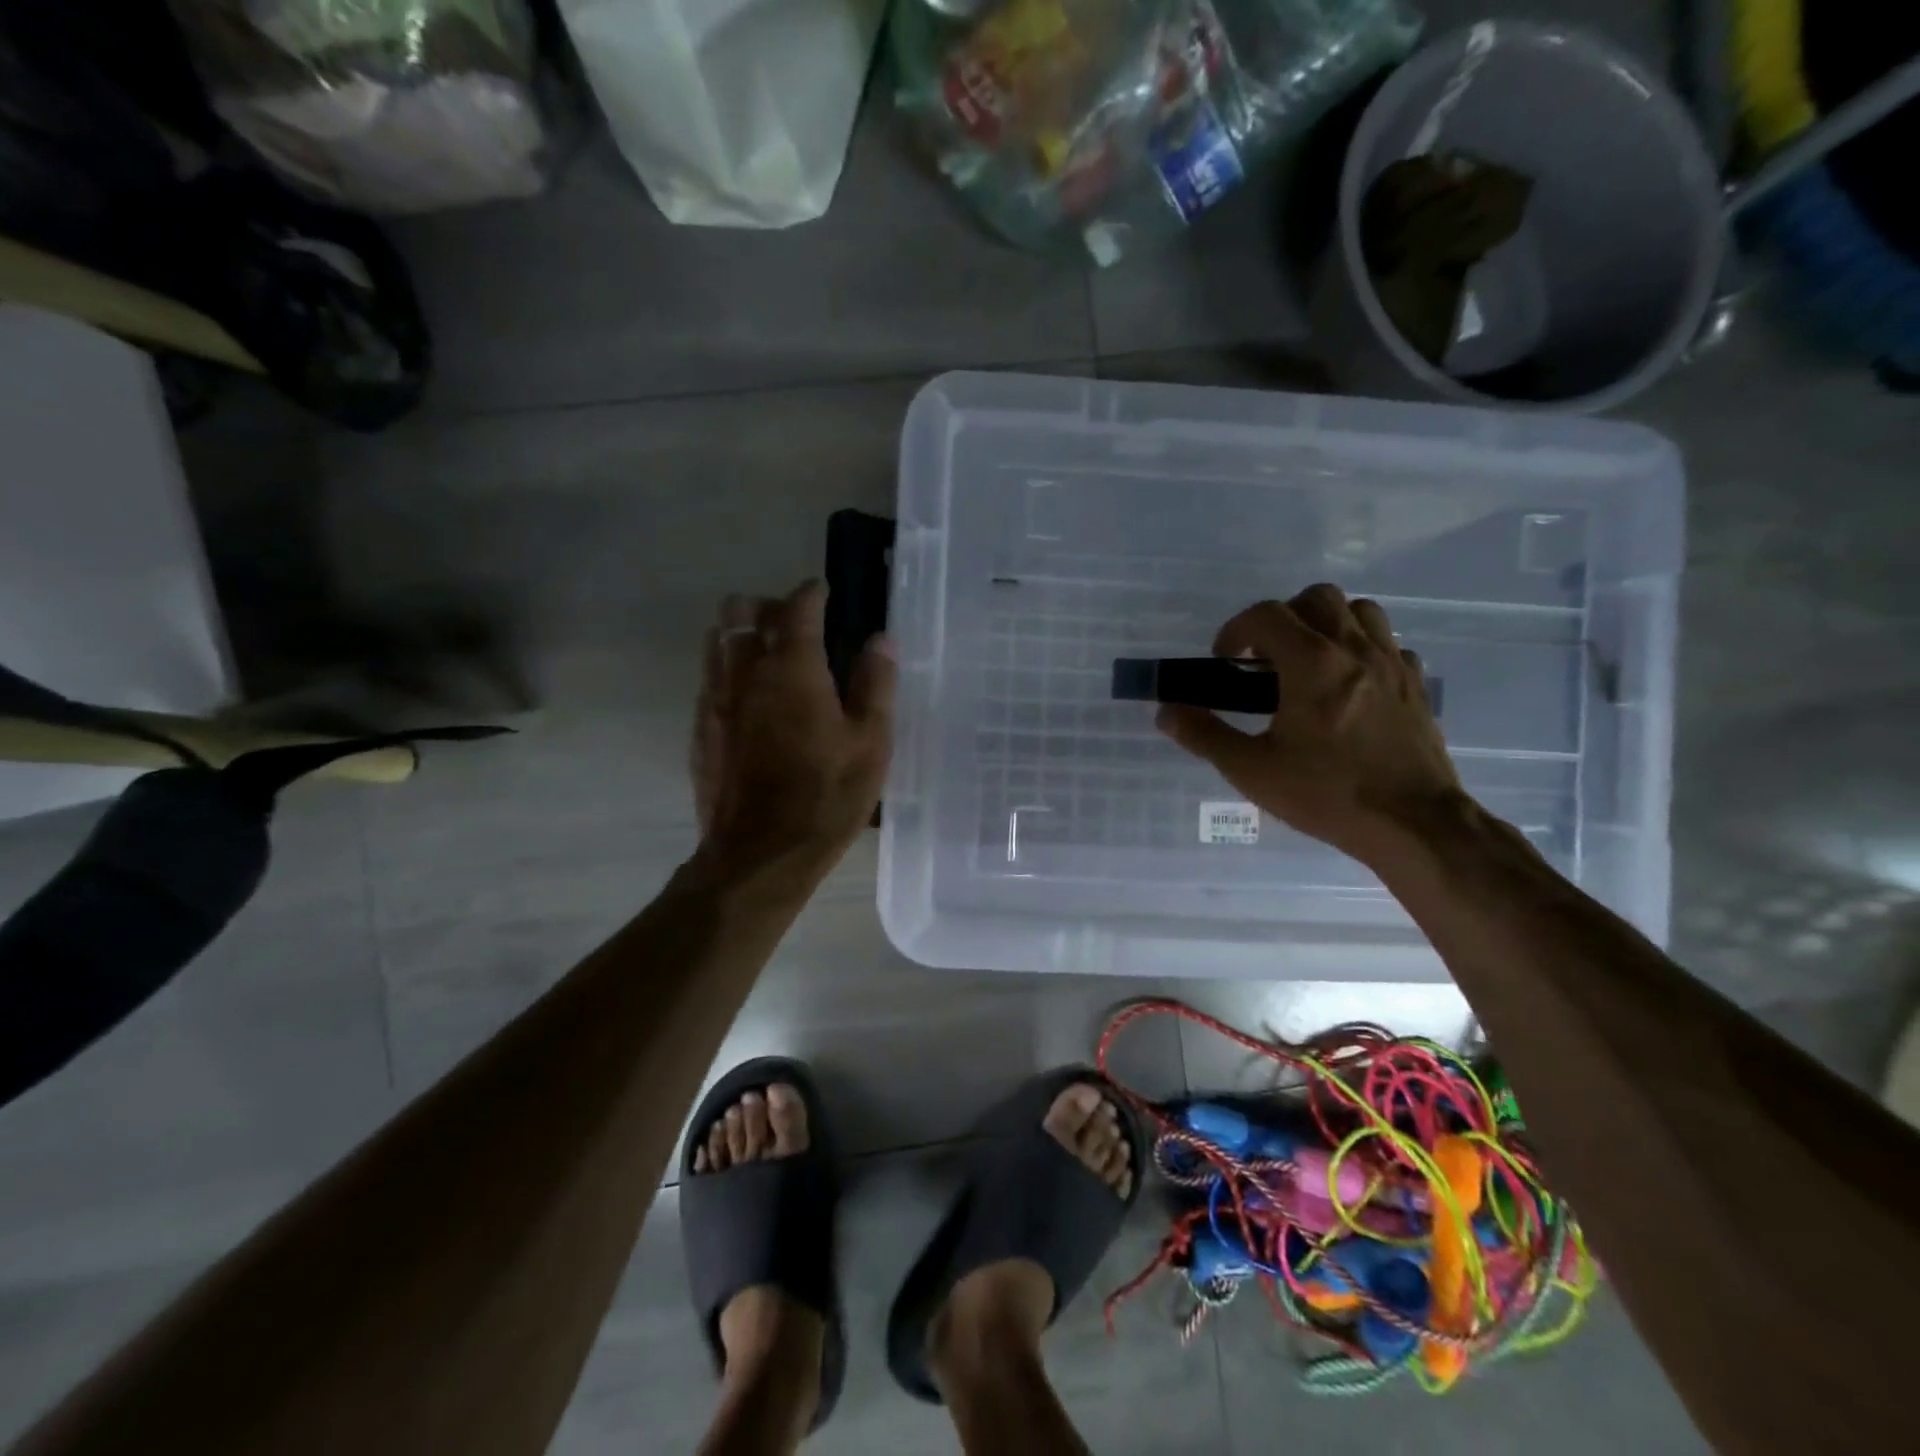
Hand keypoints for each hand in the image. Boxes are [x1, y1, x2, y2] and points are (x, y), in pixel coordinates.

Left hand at [690, 581, 893, 880]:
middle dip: (769, 605)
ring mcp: (714, 699)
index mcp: (792, 668)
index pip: (797, 606)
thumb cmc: (825, 798)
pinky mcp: (700, 729)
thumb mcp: (870, 743)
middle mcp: (744, 672)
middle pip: (741, 610)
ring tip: (774, 656)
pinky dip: (729, 669)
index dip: (813, 593)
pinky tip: (753, 699)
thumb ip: (875, 684)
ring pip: (718, 639)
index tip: (827, 593)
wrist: (758, 855)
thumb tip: (881, 639)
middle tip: (799, 626)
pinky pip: (709, 677)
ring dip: (743, 633)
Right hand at [1155, 584, 1465, 864]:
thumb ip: (1204, 735)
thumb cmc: (1327, 794)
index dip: (1235, 629)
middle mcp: (1354, 650)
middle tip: (1265, 656)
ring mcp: (1393, 664)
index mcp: (1312, 663)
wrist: (1414, 824)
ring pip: (1360, 612)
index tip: (1224, 659)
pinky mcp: (1417, 685)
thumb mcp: (1252, 770)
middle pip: (1317, 598)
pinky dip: (1363, 650)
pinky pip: (1389, 645)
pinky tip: (1349, 684)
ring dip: (1327, 623)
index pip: (1266, 614)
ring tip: (1308, 661)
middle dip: (1282, 616)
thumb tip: (1166, 712)